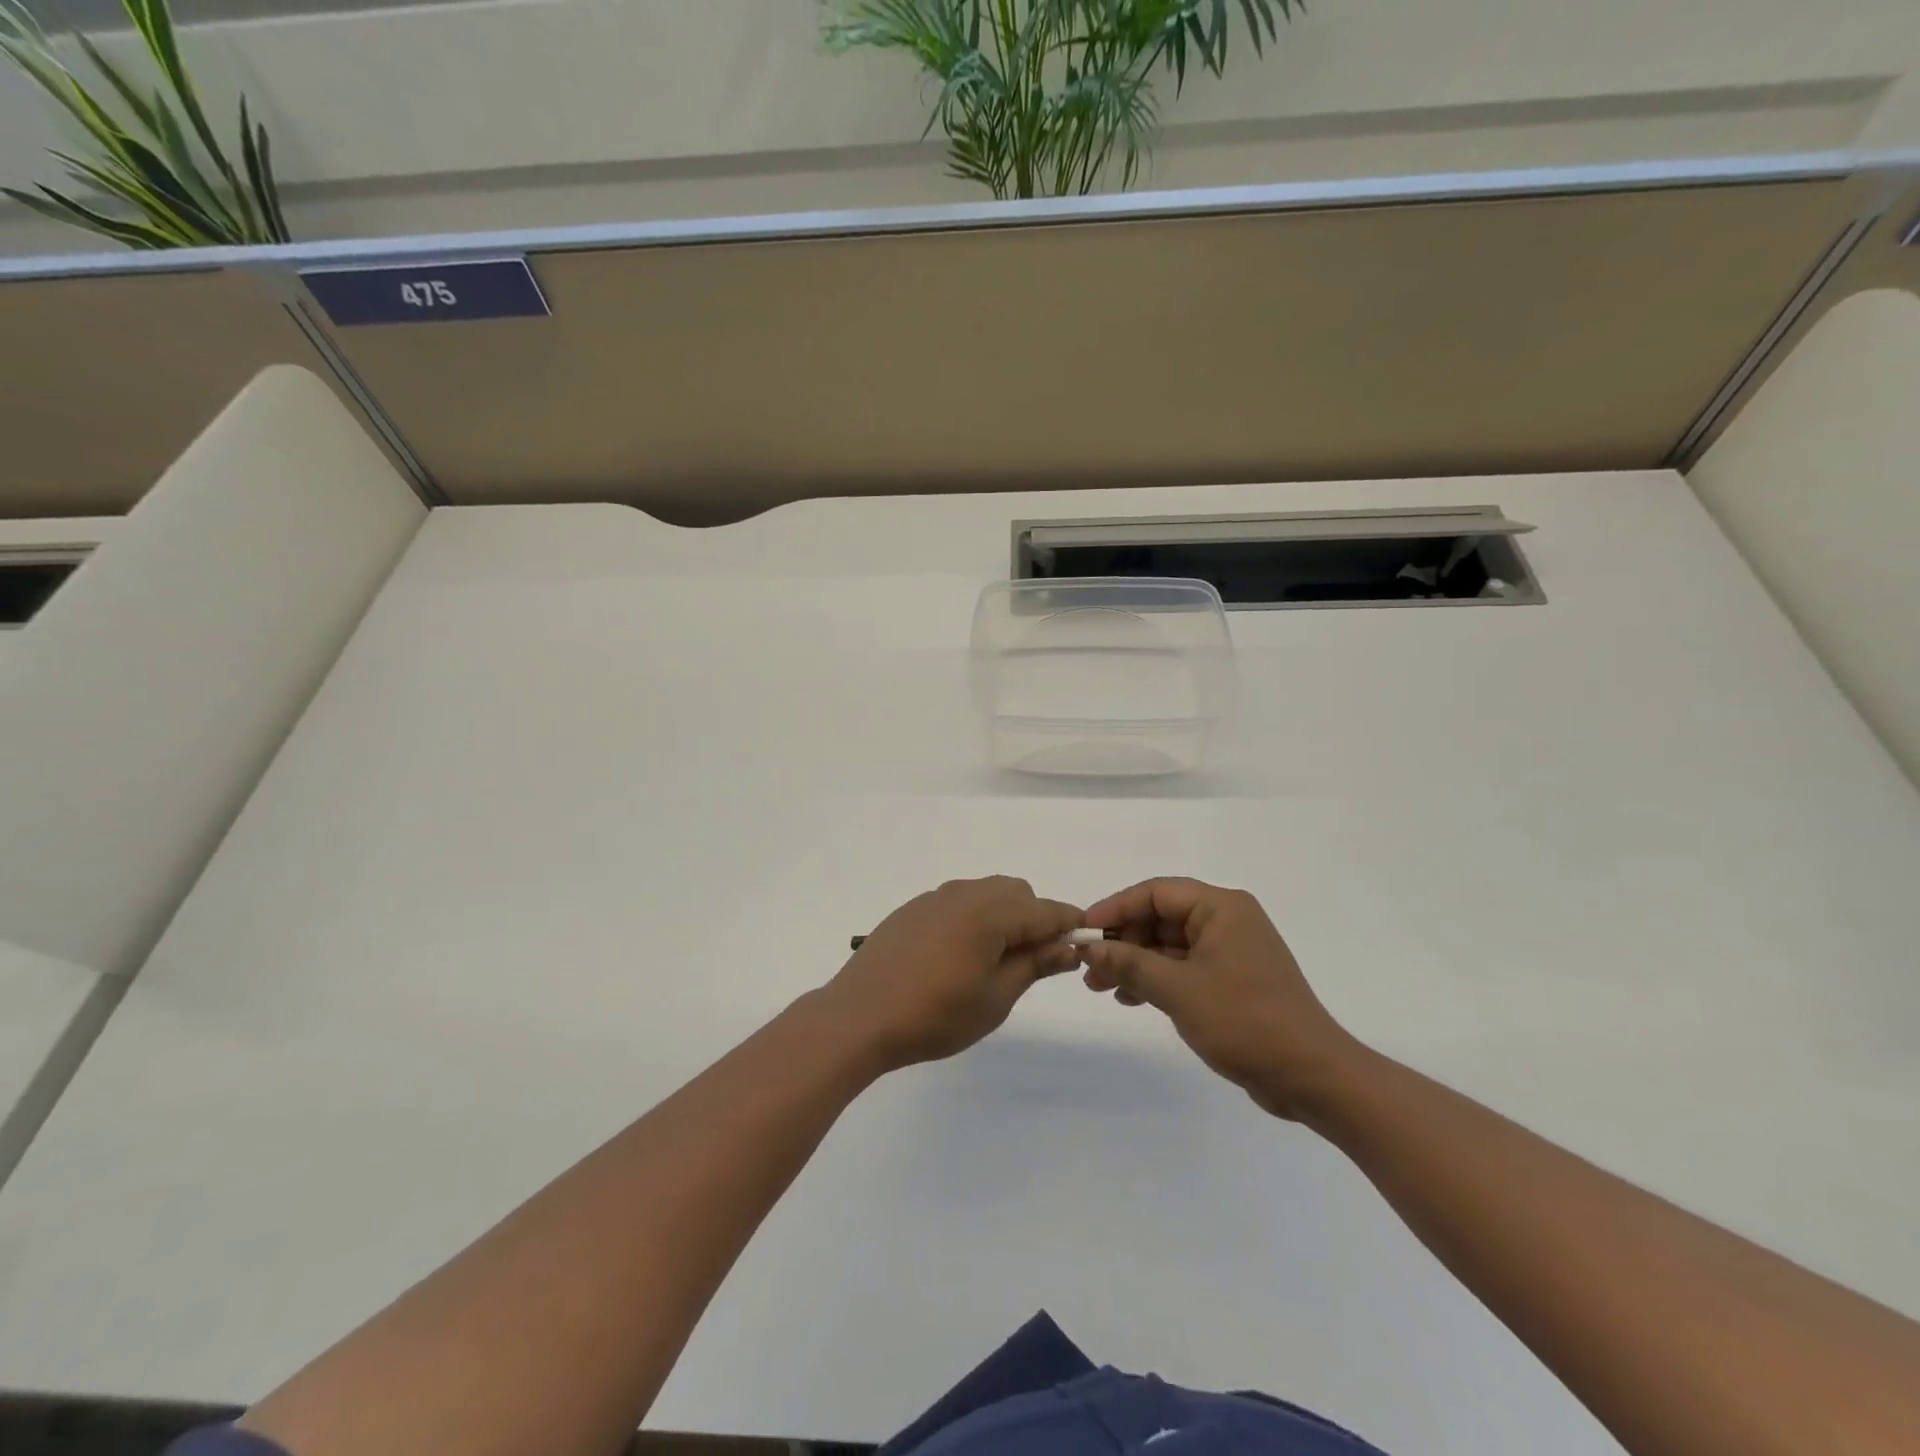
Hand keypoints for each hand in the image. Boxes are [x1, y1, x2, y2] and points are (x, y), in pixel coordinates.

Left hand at [820, 877, 1082, 1072]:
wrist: (859, 1016)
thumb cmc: (935, 1015)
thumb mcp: (995, 998)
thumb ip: (1034, 965)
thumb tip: (1068, 947)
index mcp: (991, 912)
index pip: (1046, 910)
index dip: (1070, 925)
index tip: (1083, 945)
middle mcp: (965, 893)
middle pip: (1017, 893)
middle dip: (1034, 919)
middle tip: (1032, 962)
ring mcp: (935, 897)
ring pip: (986, 893)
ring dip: (1003, 916)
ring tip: (994, 962)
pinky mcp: (913, 909)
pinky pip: (957, 902)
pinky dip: (973, 918)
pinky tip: (957, 956)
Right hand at [1079, 878, 1363, 1120]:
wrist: (1312, 1076)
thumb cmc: (1244, 1020)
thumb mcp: (1178, 989)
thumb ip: (1130, 963)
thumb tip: (1090, 947)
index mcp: (1221, 907)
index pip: (1156, 892)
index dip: (1115, 908)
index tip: (1083, 932)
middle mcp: (1228, 920)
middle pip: (1161, 917)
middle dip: (1122, 940)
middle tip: (1088, 967)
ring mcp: (1232, 951)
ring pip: (1170, 945)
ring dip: (1134, 962)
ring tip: (1100, 986)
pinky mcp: (1234, 980)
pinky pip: (1185, 967)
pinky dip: (1156, 979)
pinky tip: (1130, 998)